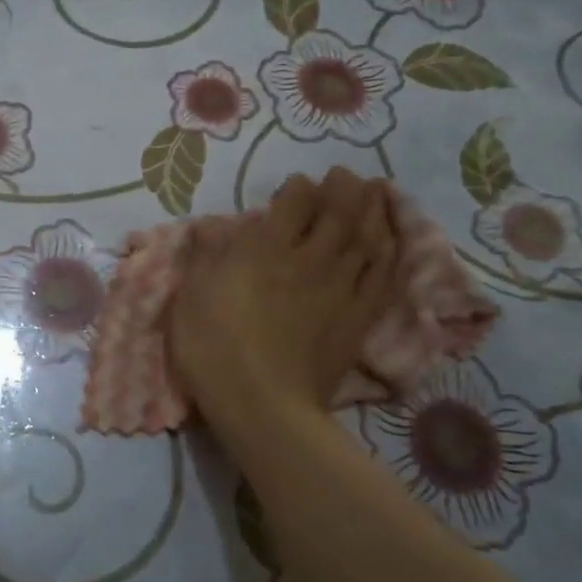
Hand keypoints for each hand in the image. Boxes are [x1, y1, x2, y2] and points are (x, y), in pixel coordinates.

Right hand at [170, 168, 399, 427]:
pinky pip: (382, 276)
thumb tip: (210, 227)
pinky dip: (389, 253)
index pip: (294, 202)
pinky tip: (391, 241)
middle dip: (344, 188)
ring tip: (376, 193)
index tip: (297, 186)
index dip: (299, 188)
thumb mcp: (190, 298)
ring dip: (372, 210)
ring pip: (367, 238)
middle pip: (338, 212)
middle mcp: (309, 259)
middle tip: (345, 176)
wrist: (261, 405)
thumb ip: (204, 256)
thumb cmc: (213, 349)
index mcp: (265, 249)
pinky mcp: (357, 318)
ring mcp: (339, 289)